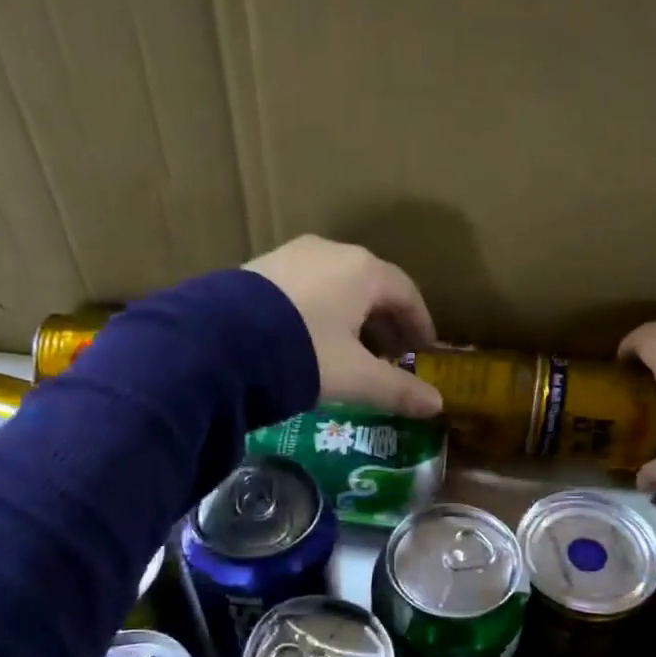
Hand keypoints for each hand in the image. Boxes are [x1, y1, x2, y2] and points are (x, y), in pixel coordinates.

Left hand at [246, 236, 442, 416]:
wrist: (218, 341)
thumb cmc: (304, 354)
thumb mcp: (356, 377)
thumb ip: (398, 390)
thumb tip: (436, 405)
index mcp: (363, 270)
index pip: (406, 293)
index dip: (420, 323)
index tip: (424, 350)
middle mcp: (331, 251)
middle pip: (372, 286)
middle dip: (386, 322)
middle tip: (391, 356)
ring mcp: (293, 255)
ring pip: (337, 285)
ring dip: (353, 317)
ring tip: (352, 351)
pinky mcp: (261, 268)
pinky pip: (307, 287)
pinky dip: (321, 311)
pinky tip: (312, 340)